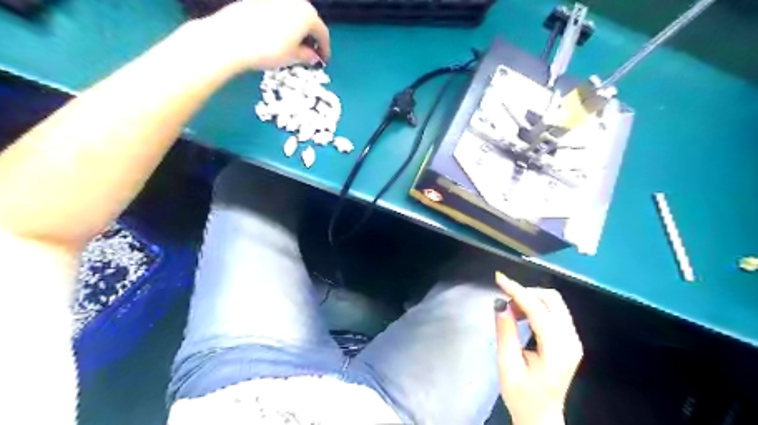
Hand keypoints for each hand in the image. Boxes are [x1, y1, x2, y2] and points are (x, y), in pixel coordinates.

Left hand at [193, 0, 328, 70]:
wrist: (231, 38)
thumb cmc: (269, 50)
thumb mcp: (292, 58)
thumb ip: (307, 56)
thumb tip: (314, 56)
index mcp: (307, 14)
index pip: (322, 33)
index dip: (325, 49)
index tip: (324, 61)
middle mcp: (295, 1)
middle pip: (309, 20)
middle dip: (311, 37)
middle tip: (310, 54)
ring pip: (293, 15)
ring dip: (297, 30)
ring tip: (294, 47)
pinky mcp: (260, 0)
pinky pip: (278, 12)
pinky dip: (283, 25)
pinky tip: (277, 37)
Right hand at [495, 272, 580, 424]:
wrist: (541, 417)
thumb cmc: (522, 397)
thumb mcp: (508, 366)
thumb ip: (505, 333)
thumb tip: (500, 303)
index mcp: (558, 350)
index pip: (538, 310)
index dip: (517, 291)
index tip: (499, 278)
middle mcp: (571, 341)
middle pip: (552, 300)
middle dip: (525, 293)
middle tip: (504, 301)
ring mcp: (573, 339)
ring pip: (554, 303)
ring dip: (530, 299)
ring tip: (510, 311)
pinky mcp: (569, 339)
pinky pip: (553, 311)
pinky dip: (535, 306)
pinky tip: (521, 316)